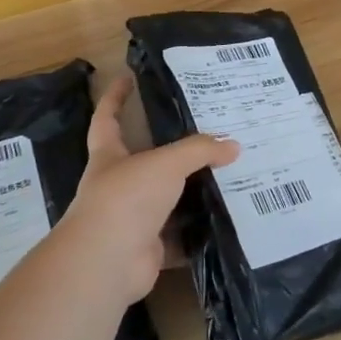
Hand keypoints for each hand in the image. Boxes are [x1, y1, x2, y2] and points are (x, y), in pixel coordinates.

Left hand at [52, 76, 239, 305]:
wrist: (107, 261)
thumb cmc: (127, 197)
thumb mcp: (166, 163)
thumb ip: (199, 151)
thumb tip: (233, 145)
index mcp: (110, 156)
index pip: (107, 118)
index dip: (115, 98)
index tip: (127, 77)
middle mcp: (117, 185)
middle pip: (145, 161)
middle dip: (171, 151)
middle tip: (207, 135)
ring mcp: (131, 220)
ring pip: (165, 201)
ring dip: (190, 194)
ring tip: (226, 177)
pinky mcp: (147, 249)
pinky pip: (178, 238)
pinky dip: (198, 234)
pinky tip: (225, 223)